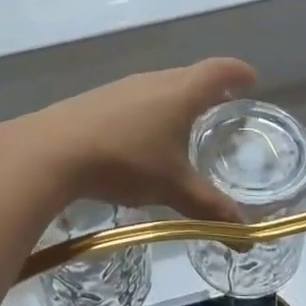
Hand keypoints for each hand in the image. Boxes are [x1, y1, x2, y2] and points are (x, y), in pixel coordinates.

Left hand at [7, 57, 258, 224]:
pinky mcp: (98, 98)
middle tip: (224, 108)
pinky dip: (151, 109)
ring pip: (161, 86)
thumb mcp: (173, 187)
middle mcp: (154, 80)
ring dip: (178, 100)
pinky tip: (143, 137)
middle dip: (210, 89)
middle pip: (190, 75)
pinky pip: (137, 97)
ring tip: (185, 124)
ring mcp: (123, 86)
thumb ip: (210, 208)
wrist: (54, 149)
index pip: (219, 71)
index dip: (238, 73)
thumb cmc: (126, 161)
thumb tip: (245, 234)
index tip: (252, 81)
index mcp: (181, 92)